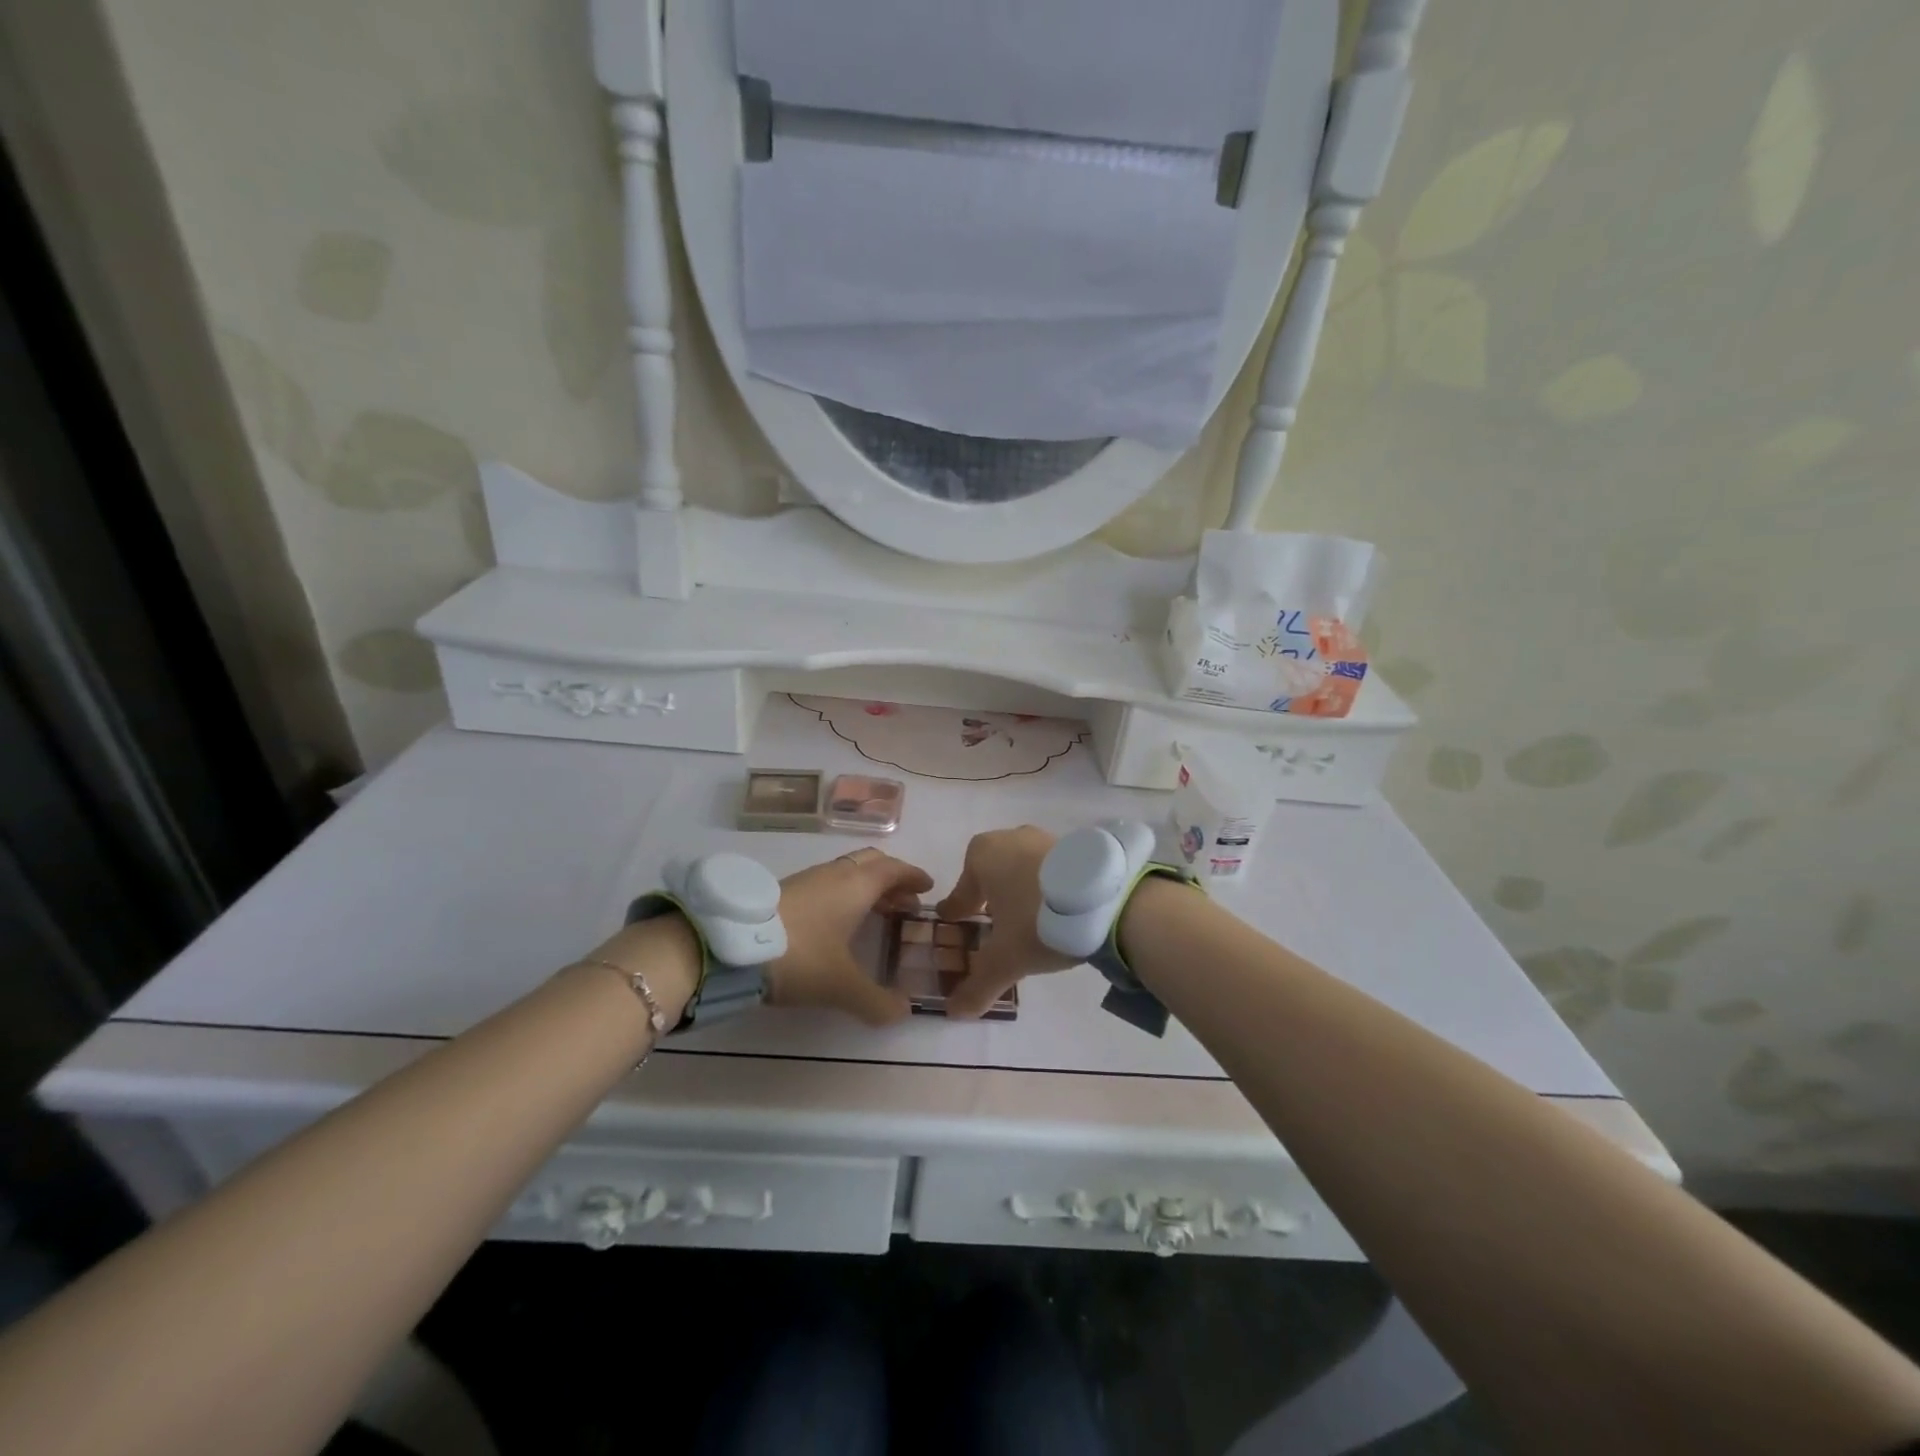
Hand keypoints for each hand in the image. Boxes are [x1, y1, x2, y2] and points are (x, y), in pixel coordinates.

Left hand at [766, 847, 932, 1025]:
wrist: (731, 945)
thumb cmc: (800, 956)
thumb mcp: (842, 986)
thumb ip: (876, 1002)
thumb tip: (904, 1012)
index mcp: (856, 885)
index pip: (894, 869)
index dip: (913, 876)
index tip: (927, 886)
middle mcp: (835, 874)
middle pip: (871, 863)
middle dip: (892, 878)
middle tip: (906, 901)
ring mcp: (808, 879)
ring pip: (847, 872)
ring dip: (867, 886)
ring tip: (876, 912)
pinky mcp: (785, 891)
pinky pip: (828, 883)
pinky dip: (844, 894)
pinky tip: (837, 920)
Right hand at [934, 826, 1079, 1019]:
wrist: (1104, 898)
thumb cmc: (1037, 919)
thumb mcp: (1005, 960)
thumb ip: (978, 985)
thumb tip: (954, 1012)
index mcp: (982, 855)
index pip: (962, 888)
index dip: (959, 907)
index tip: (955, 919)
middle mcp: (1011, 839)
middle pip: (992, 873)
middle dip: (990, 896)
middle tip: (992, 922)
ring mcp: (1046, 839)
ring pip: (1023, 869)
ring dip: (1021, 891)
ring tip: (1028, 920)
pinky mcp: (1077, 847)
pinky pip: (1051, 871)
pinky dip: (1048, 888)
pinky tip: (1058, 911)